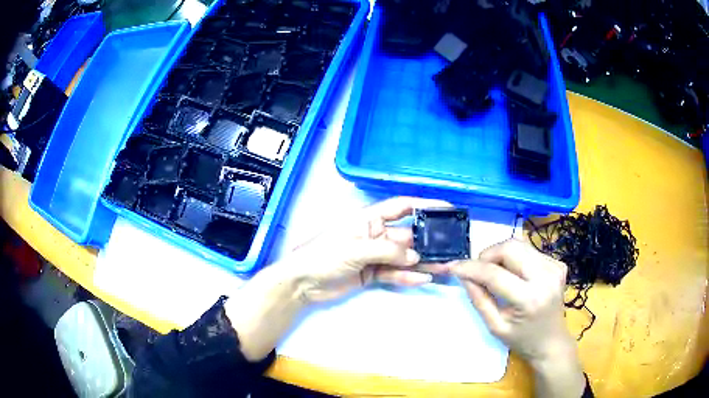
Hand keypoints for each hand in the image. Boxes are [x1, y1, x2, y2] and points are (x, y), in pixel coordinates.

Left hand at [287, 196, 451, 303]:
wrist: (302, 283)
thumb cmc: (323, 256)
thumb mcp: (355, 248)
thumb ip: (386, 250)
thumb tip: (415, 256)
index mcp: (369, 219)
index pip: (401, 207)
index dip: (424, 205)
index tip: (447, 208)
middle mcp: (375, 234)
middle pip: (407, 235)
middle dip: (427, 242)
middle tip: (451, 249)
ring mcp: (374, 255)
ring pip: (403, 257)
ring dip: (422, 262)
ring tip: (445, 266)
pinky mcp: (372, 273)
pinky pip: (394, 273)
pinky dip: (407, 276)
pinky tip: (423, 279)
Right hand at [452, 240, 585, 397]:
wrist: (552, 342)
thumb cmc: (522, 340)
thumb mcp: (495, 327)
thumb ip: (479, 299)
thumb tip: (464, 276)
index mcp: (530, 299)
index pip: (495, 274)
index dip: (471, 267)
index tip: (453, 266)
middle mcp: (546, 277)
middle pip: (510, 247)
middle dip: (487, 254)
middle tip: (478, 270)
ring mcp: (555, 267)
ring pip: (519, 244)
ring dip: (500, 254)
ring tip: (494, 272)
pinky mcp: (558, 263)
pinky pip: (529, 250)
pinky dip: (515, 258)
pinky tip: (514, 275)